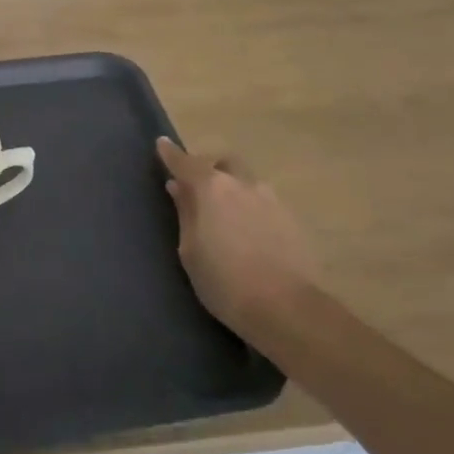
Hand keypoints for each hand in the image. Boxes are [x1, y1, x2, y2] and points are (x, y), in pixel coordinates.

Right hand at [157, 138, 317, 340]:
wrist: (286, 308)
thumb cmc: (224, 281)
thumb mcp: (190, 250)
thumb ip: (185, 213)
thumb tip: (178, 187)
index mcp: (212, 189)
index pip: (186, 163)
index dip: (171, 154)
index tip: (161, 144)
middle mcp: (244, 185)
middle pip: (224, 164)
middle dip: (209, 168)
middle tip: (196, 188)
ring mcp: (272, 201)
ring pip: (247, 183)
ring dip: (232, 190)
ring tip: (224, 215)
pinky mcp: (292, 220)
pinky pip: (263, 203)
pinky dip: (250, 208)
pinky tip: (247, 233)